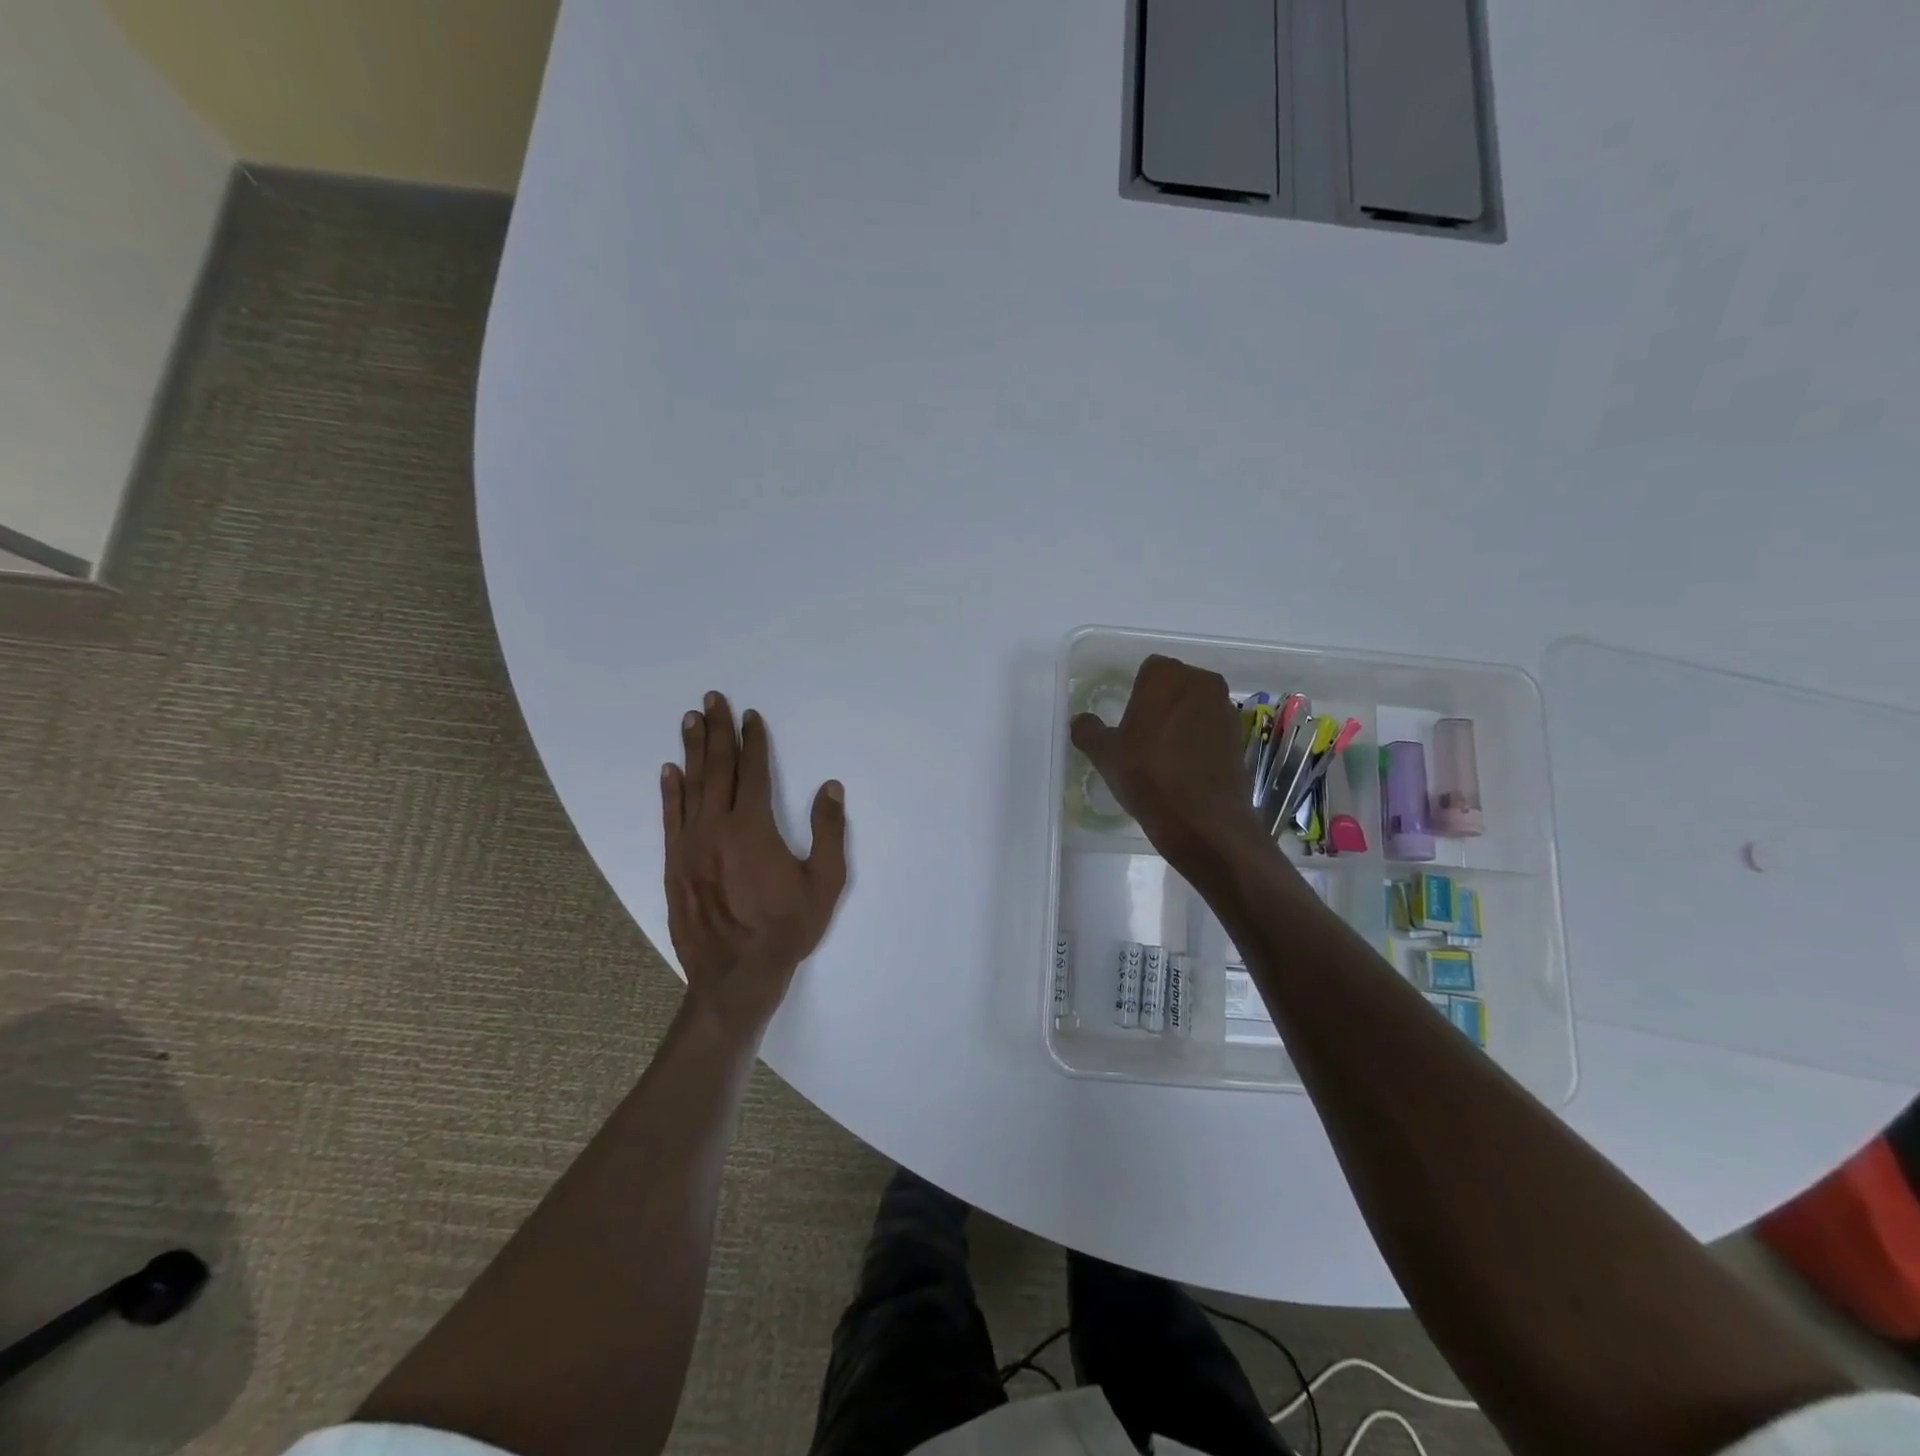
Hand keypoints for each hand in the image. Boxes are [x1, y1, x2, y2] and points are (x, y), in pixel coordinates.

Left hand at [661, 693, 848, 1041]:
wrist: (737, 974)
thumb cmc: (787, 928)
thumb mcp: (825, 882)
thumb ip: (828, 831)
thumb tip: (830, 787)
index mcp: (754, 827)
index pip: (754, 772)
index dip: (754, 741)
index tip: (751, 716)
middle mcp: (717, 826)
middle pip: (718, 768)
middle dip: (717, 731)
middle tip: (712, 699)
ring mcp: (690, 844)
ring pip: (692, 786)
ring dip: (692, 750)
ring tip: (690, 719)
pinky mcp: (674, 863)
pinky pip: (670, 818)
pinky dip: (670, 791)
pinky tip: (669, 770)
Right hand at [1070, 655, 1268, 871]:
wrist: (1202, 819)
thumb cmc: (1147, 774)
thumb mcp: (1105, 754)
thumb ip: (1089, 731)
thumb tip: (1081, 721)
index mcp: (1166, 676)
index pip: (1148, 671)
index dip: (1136, 694)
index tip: (1127, 720)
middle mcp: (1201, 683)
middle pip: (1175, 686)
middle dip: (1161, 704)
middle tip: (1142, 736)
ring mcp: (1225, 710)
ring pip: (1196, 707)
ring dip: (1182, 722)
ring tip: (1164, 755)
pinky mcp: (1239, 738)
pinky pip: (1211, 731)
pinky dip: (1199, 742)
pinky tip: (1184, 769)